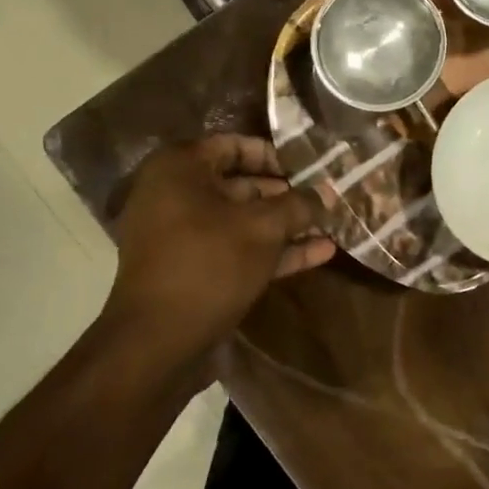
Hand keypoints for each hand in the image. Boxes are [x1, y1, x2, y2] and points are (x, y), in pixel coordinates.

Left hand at [103, 135, 334, 358]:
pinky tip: (319, 253)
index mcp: (180, 169)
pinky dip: (273, 250)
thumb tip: (328, 192)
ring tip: (330, 225)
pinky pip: (236, 249)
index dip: (275, 154)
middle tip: (325, 198)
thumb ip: (298, 205)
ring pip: (241, 221)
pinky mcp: (193, 270)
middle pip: (240, 184)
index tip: (309, 167)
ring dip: (285, 225)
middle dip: (286, 194)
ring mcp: (182, 236)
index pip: (233, 145)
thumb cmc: (209, 264)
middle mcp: (175, 195)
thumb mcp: (262, 228)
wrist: (158, 342)